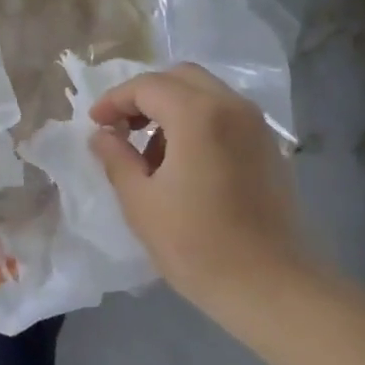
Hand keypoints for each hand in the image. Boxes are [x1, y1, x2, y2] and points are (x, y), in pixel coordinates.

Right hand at [89, 64, 315, 316]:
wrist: (269, 285)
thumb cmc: (197, 245)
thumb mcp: (141, 203)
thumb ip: (116, 158)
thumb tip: (102, 135)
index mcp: (199, 115)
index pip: (148, 86)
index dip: (115, 100)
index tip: (95, 124)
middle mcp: (233, 107)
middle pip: (181, 78)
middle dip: (146, 96)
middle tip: (121, 127)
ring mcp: (257, 126)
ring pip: (207, 94)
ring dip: (173, 109)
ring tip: (149, 154)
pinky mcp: (269, 147)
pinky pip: (226, 116)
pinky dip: (198, 123)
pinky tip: (184, 164)